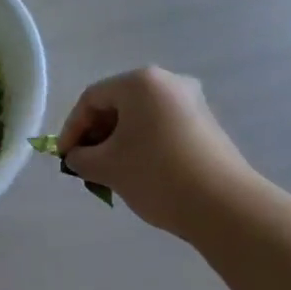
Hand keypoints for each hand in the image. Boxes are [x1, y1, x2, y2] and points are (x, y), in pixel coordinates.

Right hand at [55, 67, 260, 238]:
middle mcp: (168, 82)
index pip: (91, 99)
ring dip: (119, 141)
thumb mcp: (107, 167)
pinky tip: (138, 171)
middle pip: (117, 104)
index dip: (72, 128)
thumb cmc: (157, 175)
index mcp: (140, 82)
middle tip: (85, 163)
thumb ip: (81, 157)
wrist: (226, 208)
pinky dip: (143, 144)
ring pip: (140, 117)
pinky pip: (162, 127)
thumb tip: (77, 157)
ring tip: (109, 171)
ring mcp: (192, 103)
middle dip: (96, 134)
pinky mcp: (207, 126)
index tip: (64, 158)